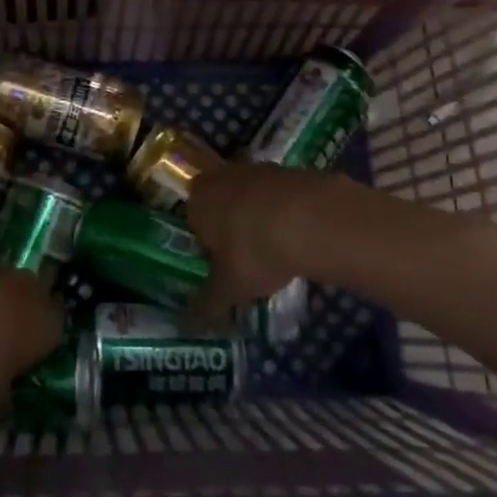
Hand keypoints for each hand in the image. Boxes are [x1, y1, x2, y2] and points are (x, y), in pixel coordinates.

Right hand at [183, 162, 324, 323]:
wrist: (311, 218)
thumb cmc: (254, 250)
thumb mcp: (229, 288)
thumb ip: (207, 305)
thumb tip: (186, 326)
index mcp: (197, 199)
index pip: (193, 221)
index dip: (206, 246)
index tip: (221, 268)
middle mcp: (221, 177)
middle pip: (222, 205)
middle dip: (232, 229)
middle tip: (247, 261)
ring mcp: (257, 170)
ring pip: (251, 198)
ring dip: (259, 219)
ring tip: (276, 253)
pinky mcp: (290, 171)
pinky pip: (280, 196)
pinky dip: (286, 214)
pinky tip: (299, 238)